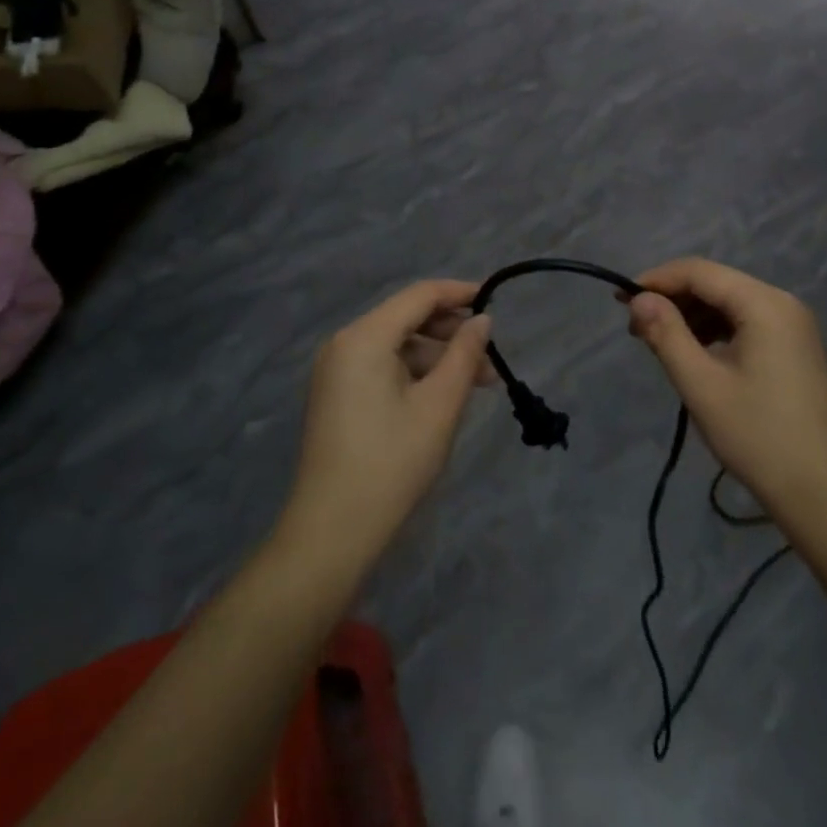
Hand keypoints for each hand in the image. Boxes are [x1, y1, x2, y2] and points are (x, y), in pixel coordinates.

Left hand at [280, 281, 492, 566]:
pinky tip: (442, 396)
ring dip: (437, 357)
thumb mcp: (440, 405)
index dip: (459, 293)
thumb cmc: (392, 463)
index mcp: (365, 337)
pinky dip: (415, 373)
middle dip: (451, 332)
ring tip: (475, 385)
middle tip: (490, 358)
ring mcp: (336, 371)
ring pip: (396, 345)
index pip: (419, 295)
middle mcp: (344, 344)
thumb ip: (465, 355)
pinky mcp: (337, 395)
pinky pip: (382, 366)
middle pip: (406, 318)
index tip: (495, 302)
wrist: (332, 533)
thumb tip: (483, 320)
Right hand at [627, 259, 826, 529]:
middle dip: (672, 299)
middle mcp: (782, 303)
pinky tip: (692, 352)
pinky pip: (745, 322)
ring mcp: (792, 325)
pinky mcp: (793, 347)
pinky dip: (714, 330)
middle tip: (635, 327)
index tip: (620, 301)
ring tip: (656, 342)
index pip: (699, 272)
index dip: (656, 280)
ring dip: (691, 315)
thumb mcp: (701, 385)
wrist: (822, 493)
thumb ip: (666, 334)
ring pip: (729, 302)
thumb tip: (638, 299)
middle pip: (716, 283)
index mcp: (764, 304)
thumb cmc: (758, 436)